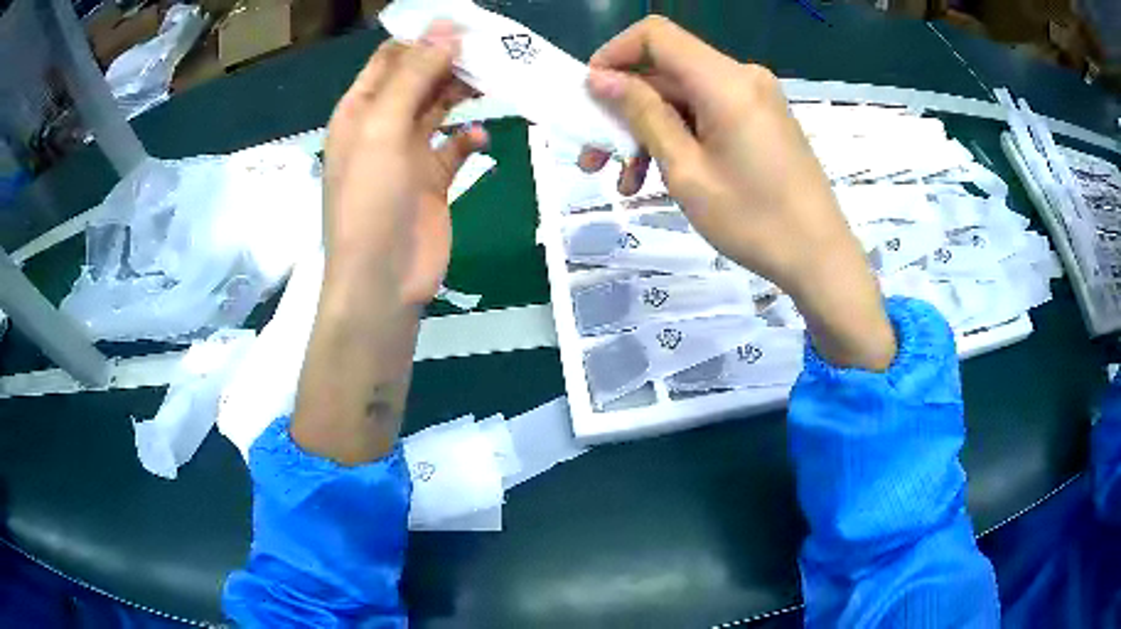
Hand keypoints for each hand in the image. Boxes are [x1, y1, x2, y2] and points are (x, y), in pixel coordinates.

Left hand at [292, 24, 487, 464]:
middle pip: (420, 78)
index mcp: (359, 111)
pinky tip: (482, 138)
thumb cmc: (371, 203)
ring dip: (464, 92)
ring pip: (440, 107)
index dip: (425, 37)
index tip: (466, 24)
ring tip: (497, 79)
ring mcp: (408, 153)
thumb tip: (446, 29)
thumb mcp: (383, 131)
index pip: (392, 59)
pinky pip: (455, 147)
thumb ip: (414, 78)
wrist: (383, 281)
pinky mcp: (434, 179)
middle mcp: (382, 126)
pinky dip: (470, 138)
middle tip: (493, 48)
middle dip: (451, 61)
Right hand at [580, 16, 894, 370]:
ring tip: (626, 182)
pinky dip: (680, 137)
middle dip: (625, 109)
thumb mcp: (686, 170)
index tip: (591, 94)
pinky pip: (708, 114)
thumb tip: (601, 78)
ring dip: (649, 132)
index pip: (655, 35)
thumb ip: (643, 115)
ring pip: (684, 97)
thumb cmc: (754, 221)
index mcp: (725, 81)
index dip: (614, 54)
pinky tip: (661, 177)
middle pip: (667, 71)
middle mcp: (742, 77)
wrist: (820, 258)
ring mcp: (755, 98)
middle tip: (594, 157)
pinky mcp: (761, 119)